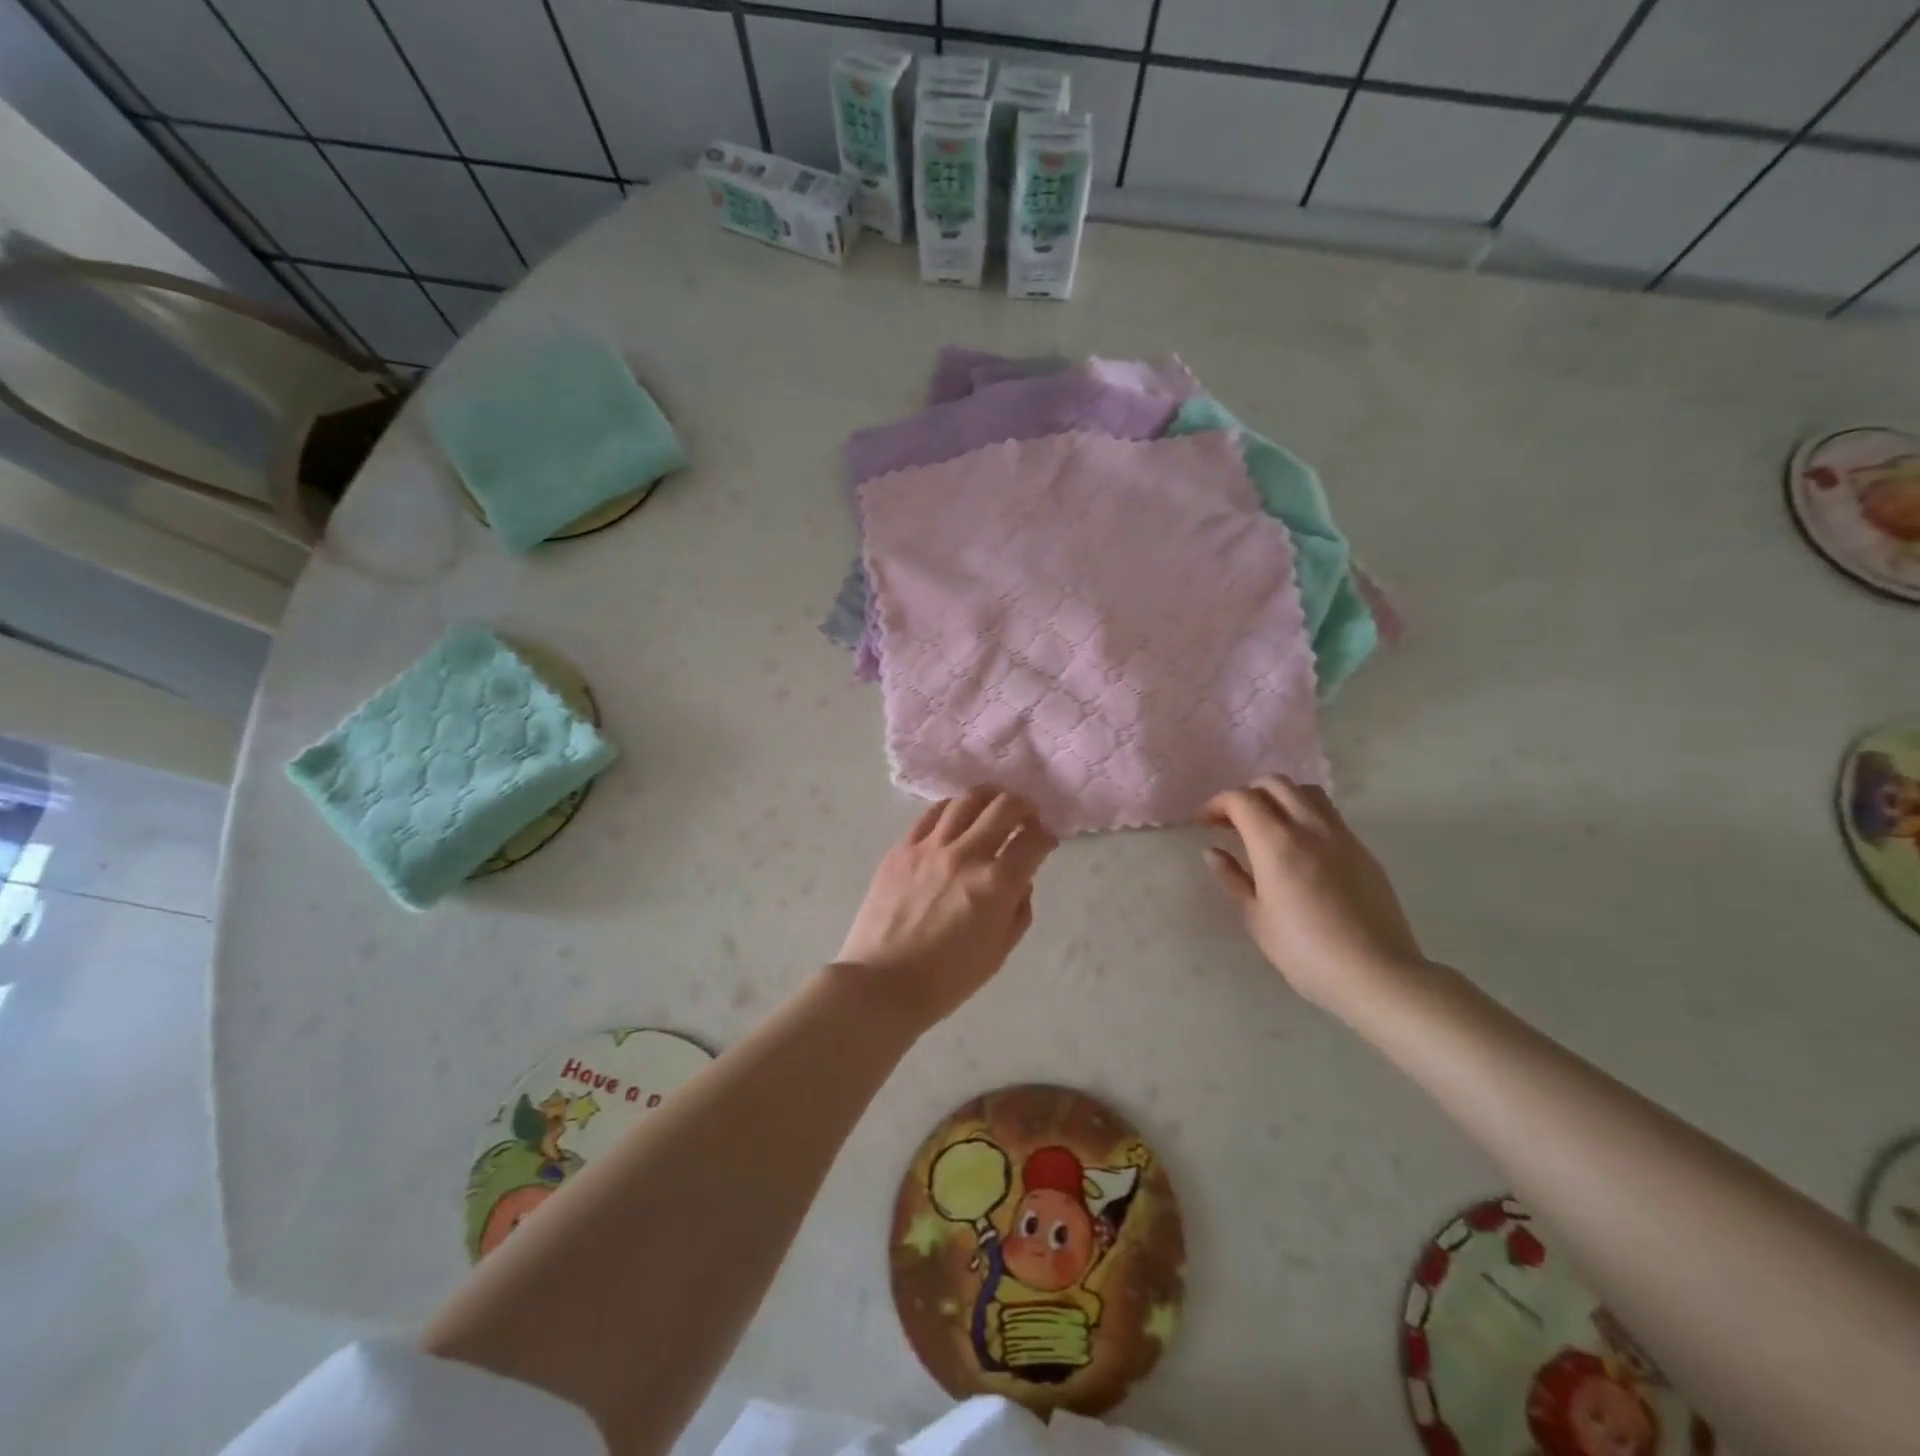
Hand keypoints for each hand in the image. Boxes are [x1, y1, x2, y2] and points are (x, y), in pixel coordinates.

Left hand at [836, 788, 1057, 1027]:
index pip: (1033, 842)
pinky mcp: (902, 848)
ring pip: (967, 800)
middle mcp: (966, 855)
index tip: (1046, 841)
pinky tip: (956, 816)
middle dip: (1023, 807)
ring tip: (993, 805)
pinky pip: (931, 814)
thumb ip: (1018, 911)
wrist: (881, 984)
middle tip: (1026, 816)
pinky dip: (951, 809)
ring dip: (989, 798)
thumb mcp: (998, 953)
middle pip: (1004, 807)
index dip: (1047, 837)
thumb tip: (1020, 882)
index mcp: (996, 885)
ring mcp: (930, 847)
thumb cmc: (946, 980)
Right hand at [1201, 776, 1425, 1009]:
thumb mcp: (1256, 918)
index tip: (1204, 823)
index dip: (1216, 804)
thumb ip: (1232, 878)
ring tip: (1267, 826)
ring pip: (1306, 792)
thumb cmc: (1305, 952)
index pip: (1241, 799)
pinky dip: (1305, 814)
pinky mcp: (1362, 850)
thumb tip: (1213, 852)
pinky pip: (1329, 814)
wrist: (1377, 974)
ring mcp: (1341, 836)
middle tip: (1232, 822)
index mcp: (1276, 843)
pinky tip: (1299, 846)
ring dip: (1279, 798)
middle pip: (1274, 784)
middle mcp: (1310, 827)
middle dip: (1246, 794)